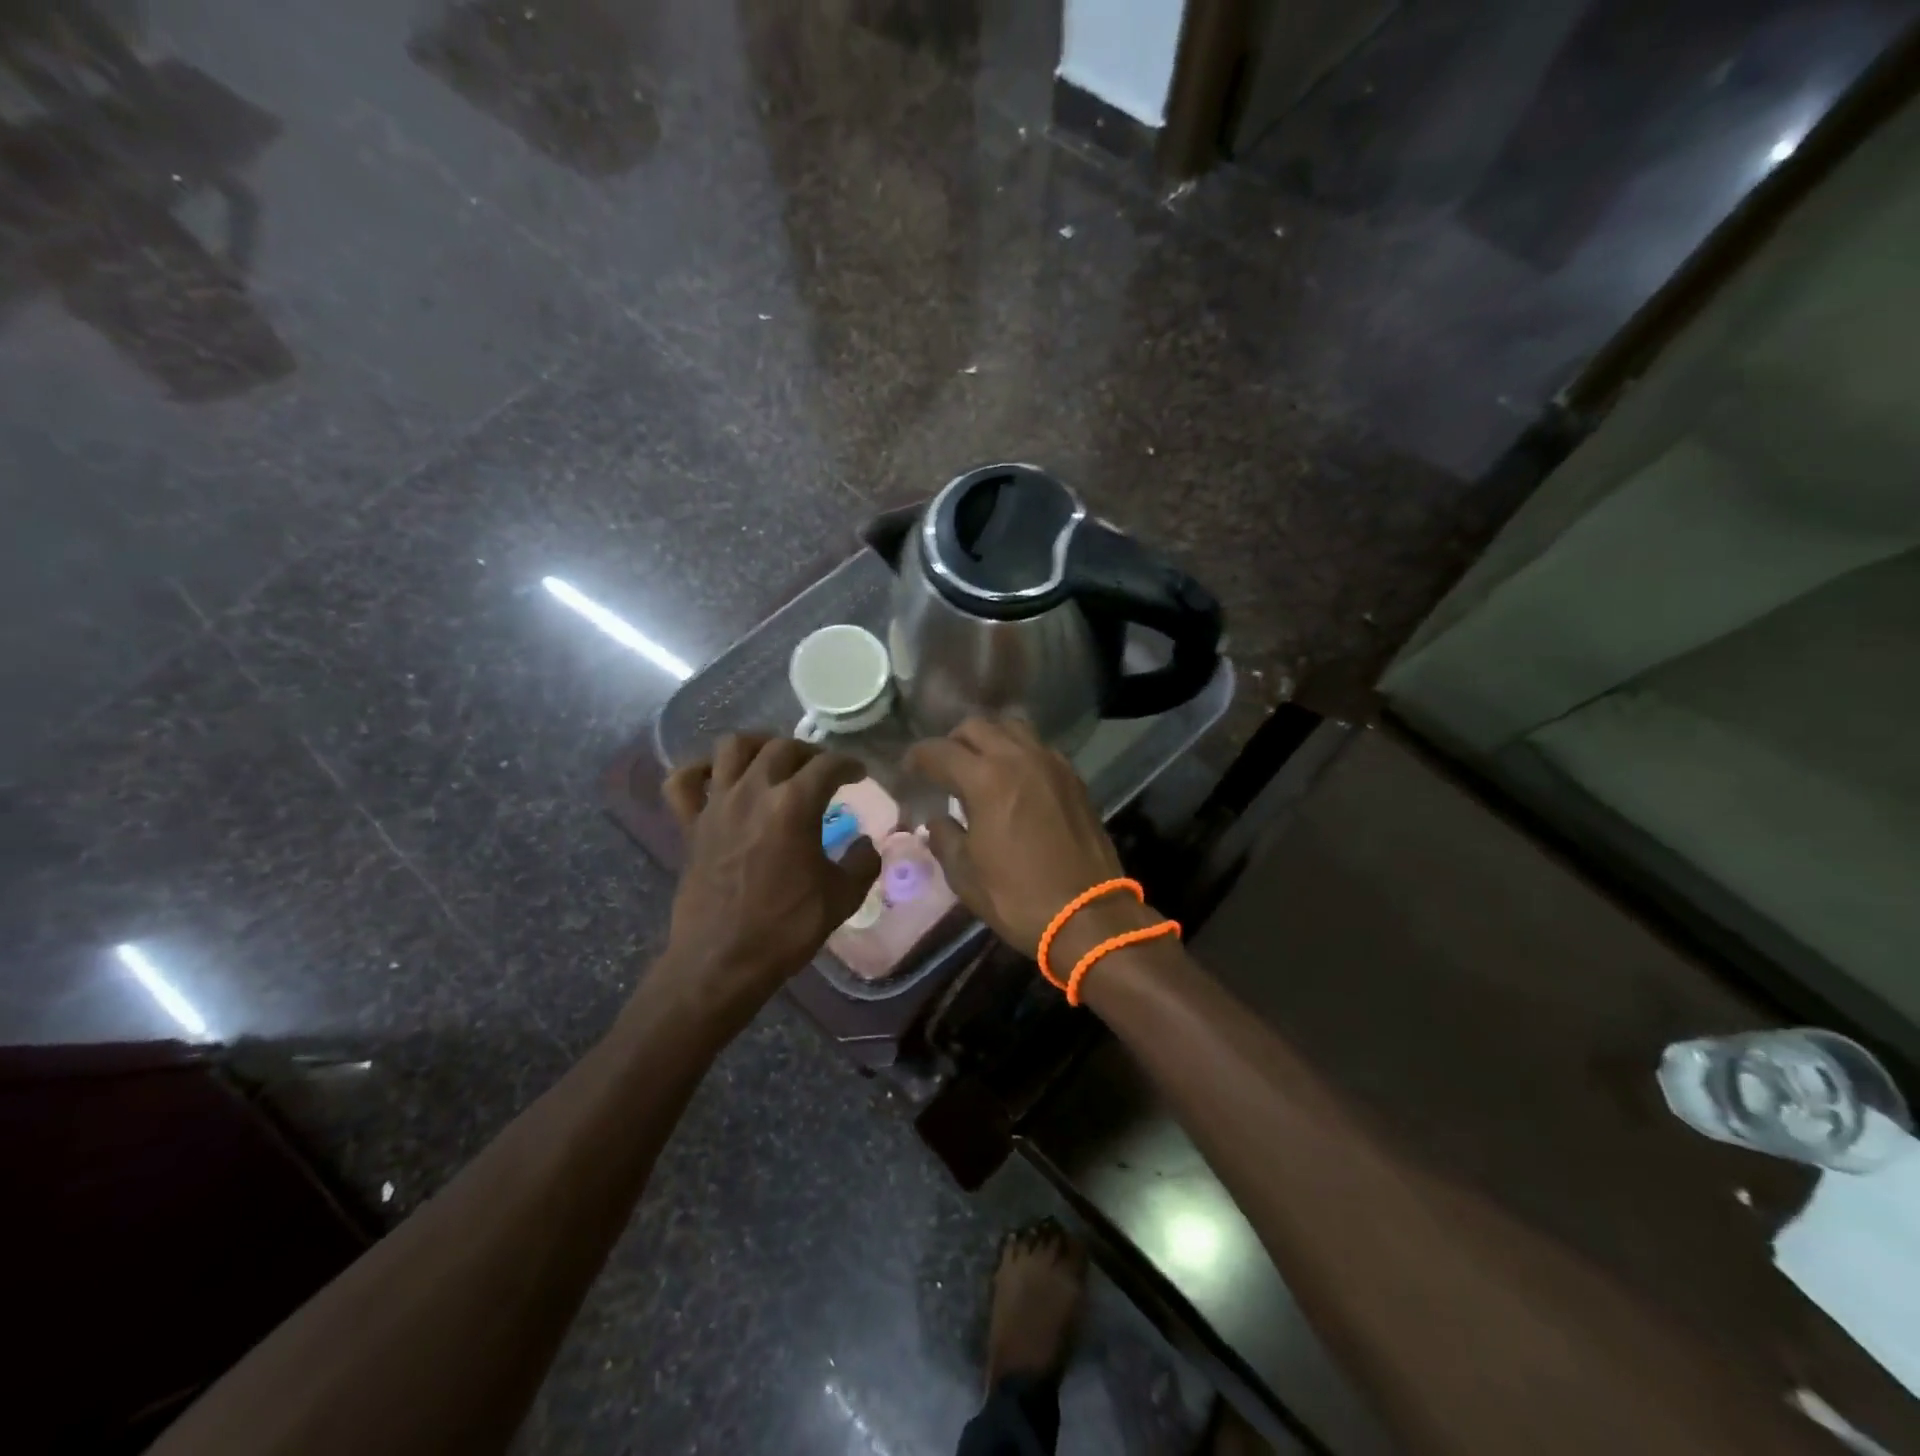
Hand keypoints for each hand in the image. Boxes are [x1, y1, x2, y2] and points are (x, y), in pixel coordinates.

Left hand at [656, 734, 880, 1032]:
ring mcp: (717, 804)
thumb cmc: (786, 928)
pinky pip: (683, 781)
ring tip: (773, 758)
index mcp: (794, 804)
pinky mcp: (690, 824)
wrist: (722, 961)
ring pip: (733, 747)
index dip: (849, 764)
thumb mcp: (841, 897)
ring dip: (758, 744)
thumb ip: (863, 862)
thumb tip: (867, 845)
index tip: (859, 773)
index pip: (828, 765)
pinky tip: (717, 777)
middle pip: (783, 747)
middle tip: (822, 769)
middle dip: (809, 752)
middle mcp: (754, 791)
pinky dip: (698, 770)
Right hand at [904, 718, 1132, 956]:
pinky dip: (1019, 752)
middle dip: (952, 742)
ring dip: (989, 739)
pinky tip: (1015, 779)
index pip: (939, 751)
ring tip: (980, 766)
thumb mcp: (965, 875)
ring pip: (1012, 728)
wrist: (1088, 915)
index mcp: (986, 779)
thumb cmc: (1018, 897)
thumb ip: (944, 837)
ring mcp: (1051, 763)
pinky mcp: (1073, 777)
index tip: (909, 770)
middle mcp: (1019, 758)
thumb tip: (938, 820)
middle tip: (944, 768)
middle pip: (976, 727)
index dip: (917, 757)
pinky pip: (1039, 747)